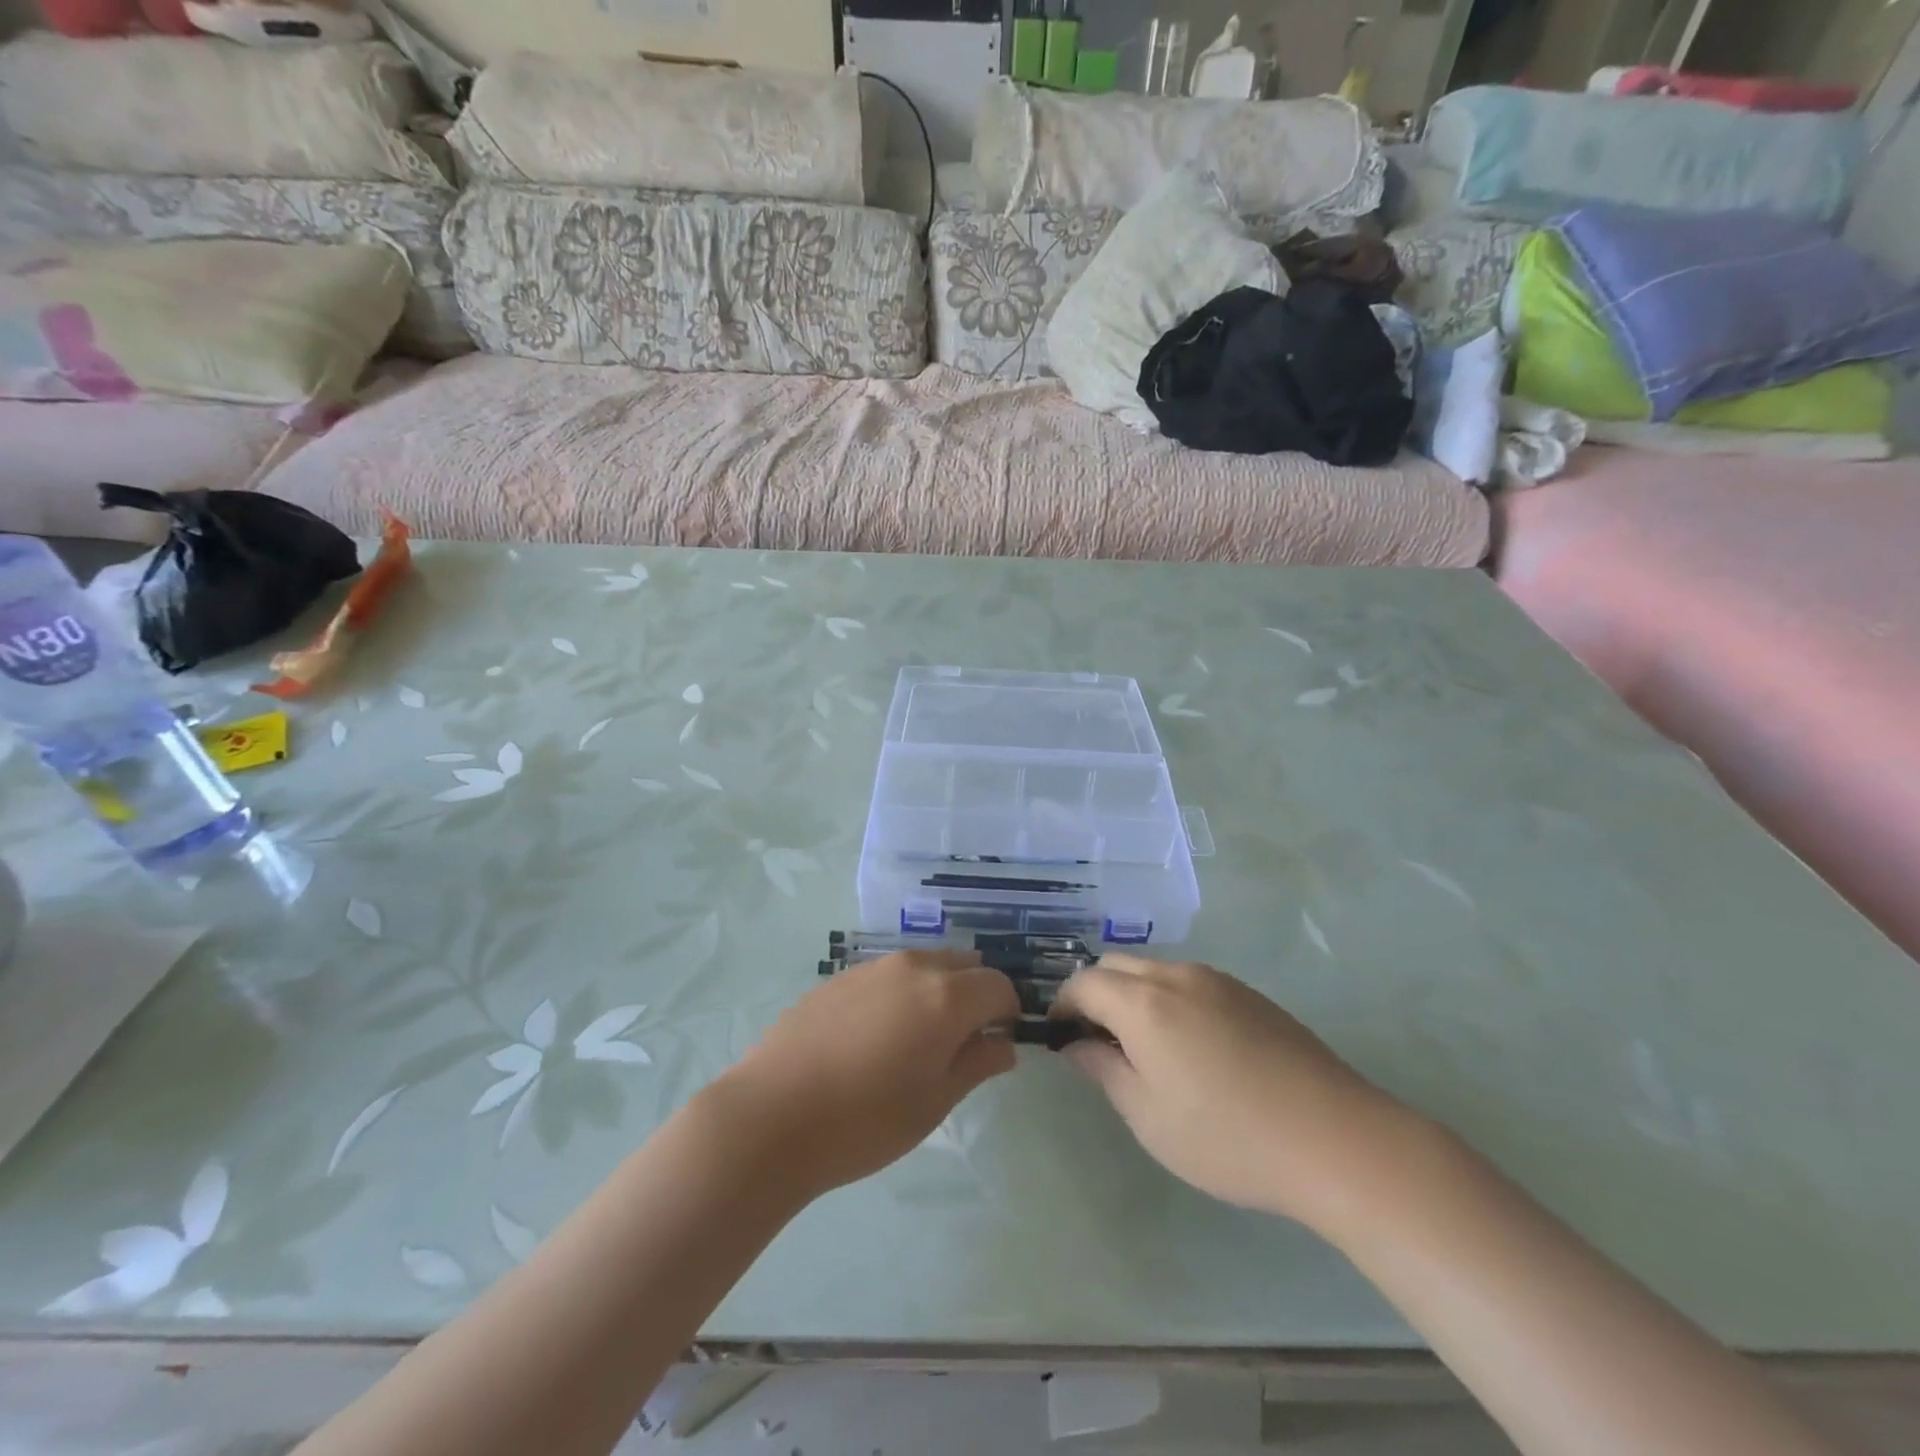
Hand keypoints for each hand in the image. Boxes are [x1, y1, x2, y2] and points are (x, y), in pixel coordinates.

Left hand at [722, 952, 1021, 1195]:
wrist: (772, 1115)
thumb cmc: (866, 1120)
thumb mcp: (934, 1102)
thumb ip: (977, 1064)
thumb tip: (1003, 1044)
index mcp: (946, 995)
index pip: (998, 985)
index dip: (1006, 1013)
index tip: (995, 1045)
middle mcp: (913, 967)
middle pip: (963, 965)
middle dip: (974, 995)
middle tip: (958, 1044)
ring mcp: (872, 968)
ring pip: (924, 965)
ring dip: (936, 991)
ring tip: (914, 1042)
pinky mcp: (838, 978)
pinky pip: (887, 975)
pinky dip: (899, 994)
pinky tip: (872, 1039)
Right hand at [1052, 955, 1405, 1226]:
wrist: (1335, 1138)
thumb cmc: (1229, 1137)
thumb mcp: (1149, 1116)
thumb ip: (1104, 1070)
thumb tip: (1076, 1045)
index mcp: (1144, 1002)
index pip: (1083, 983)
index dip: (1062, 1006)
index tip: (1059, 1039)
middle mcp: (1177, 976)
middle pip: (1116, 966)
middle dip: (1094, 994)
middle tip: (1096, 1043)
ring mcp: (1217, 980)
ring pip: (1154, 970)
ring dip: (1133, 995)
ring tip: (1144, 1048)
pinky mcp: (1249, 994)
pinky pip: (1189, 982)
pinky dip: (1168, 999)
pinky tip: (1191, 1048)